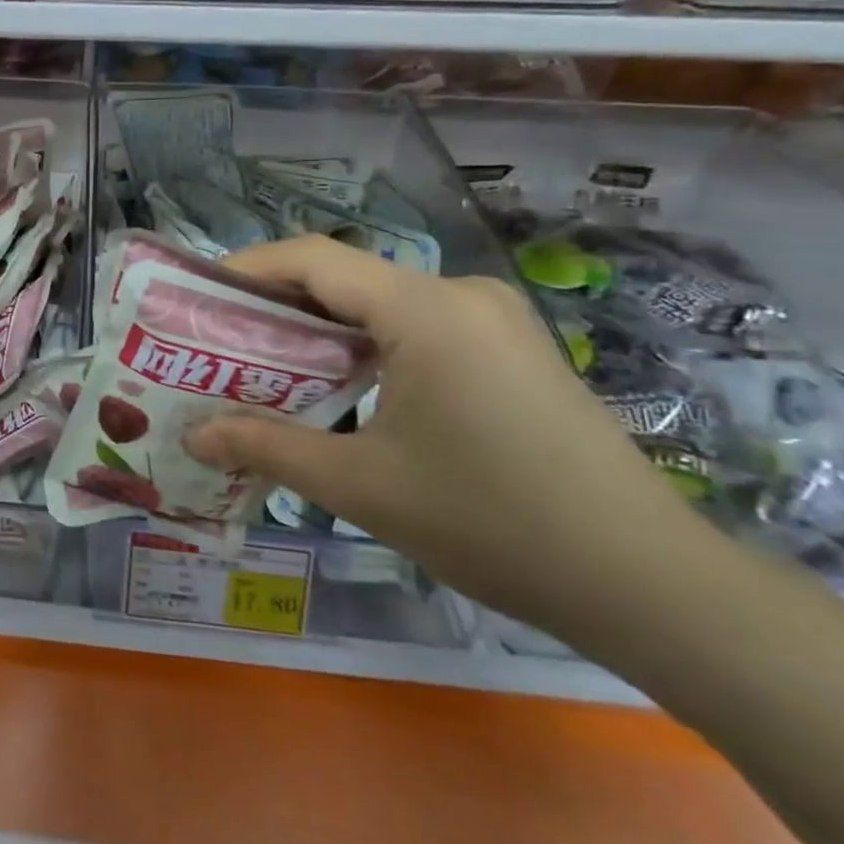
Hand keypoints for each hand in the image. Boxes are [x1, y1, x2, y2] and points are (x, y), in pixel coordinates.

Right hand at [184, 236, 709, 641]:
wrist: (649, 585)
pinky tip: (340, 387)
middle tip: (219, 341)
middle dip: (275, 304)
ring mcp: (493, 319)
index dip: (246, 268)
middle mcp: (460, 294)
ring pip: (379, 302)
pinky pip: (416, 326)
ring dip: (319, 328)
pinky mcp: (511, 348)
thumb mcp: (360, 486)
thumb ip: (266, 447)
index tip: (196, 295)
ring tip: (266, 366)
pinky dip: (364, 345)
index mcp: (425, 310)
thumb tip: (194, 437)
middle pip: (344, 277)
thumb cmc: (492, 523)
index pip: (313, 258)